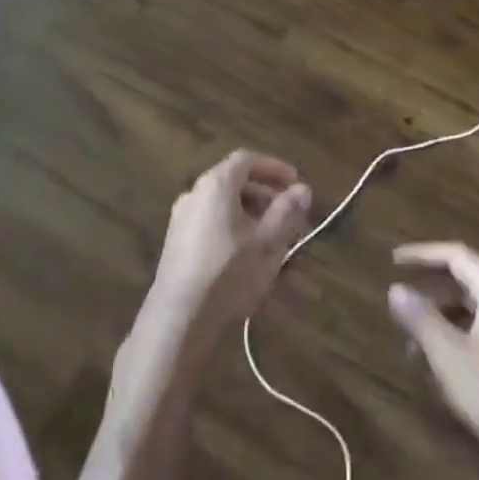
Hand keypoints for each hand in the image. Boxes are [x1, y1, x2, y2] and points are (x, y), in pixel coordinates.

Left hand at [133, 150, 313, 360]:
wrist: (179, 319)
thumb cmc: (228, 274)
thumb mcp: (268, 243)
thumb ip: (287, 212)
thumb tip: (302, 189)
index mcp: (216, 185)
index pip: (247, 160)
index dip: (274, 168)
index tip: (296, 184)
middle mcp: (194, 193)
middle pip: (235, 182)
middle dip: (266, 195)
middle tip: (291, 216)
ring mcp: (181, 219)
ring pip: (224, 206)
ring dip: (252, 215)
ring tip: (275, 240)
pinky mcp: (176, 244)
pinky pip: (211, 224)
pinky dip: (234, 229)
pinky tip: (248, 257)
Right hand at [389, 242, 478, 473]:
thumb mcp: (450, 356)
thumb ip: (420, 318)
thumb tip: (395, 289)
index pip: (455, 255)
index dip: (421, 255)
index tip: (393, 261)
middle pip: (467, 281)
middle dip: (431, 293)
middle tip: (401, 307)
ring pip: (478, 310)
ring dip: (445, 320)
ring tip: (417, 345)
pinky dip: (463, 337)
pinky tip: (448, 367)